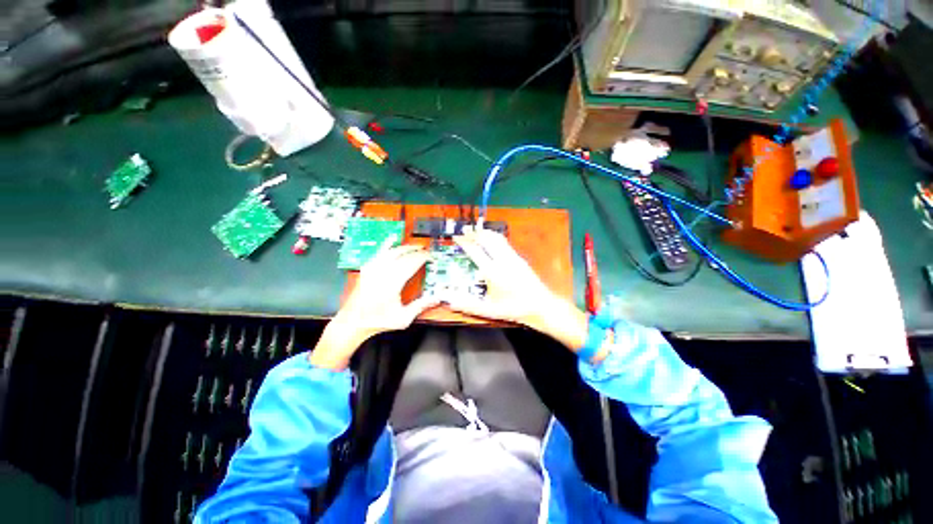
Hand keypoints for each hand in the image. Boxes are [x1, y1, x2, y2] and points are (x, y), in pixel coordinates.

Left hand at [310, 243, 438, 369]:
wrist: (352, 322)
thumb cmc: (378, 321)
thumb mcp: (403, 318)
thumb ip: (421, 306)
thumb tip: (437, 299)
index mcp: (393, 283)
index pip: (412, 263)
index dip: (423, 258)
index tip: (432, 257)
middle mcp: (383, 272)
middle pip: (403, 256)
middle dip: (417, 252)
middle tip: (427, 251)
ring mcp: (373, 269)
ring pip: (392, 251)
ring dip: (406, 247)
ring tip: (416, 247)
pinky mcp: (367, 269)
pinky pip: (379, 252)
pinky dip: (387, 244)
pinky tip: (392, 239)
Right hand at [449, 228, 588, 349]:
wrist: (540, 306)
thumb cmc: (513, 309)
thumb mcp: (489, 310)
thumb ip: (468, 305)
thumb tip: (449, 301)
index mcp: (492, 272)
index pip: (475, 251)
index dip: (464, 242)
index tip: (456, 237)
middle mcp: (502, 260)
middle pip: (486, 239)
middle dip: (473, 233)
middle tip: (464, 231)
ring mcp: (512, 257)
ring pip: (496, 238)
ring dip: (484, 232)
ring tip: (475, 231)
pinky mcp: (519, 258)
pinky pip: (504, 242)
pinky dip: (494, 237)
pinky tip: (492, 239)